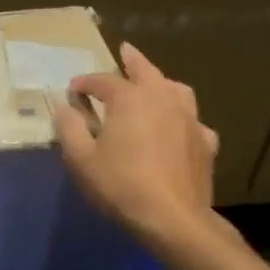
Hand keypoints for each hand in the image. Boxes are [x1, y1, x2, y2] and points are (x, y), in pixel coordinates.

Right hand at [54, 43, 223, 247]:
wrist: (173, 219)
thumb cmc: (120, 184)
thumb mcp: (81, 158)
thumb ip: (69, 128)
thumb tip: (64, 108)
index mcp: (130, 98)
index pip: (102, 81)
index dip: (84, 84)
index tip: (72, 91)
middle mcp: (162, 99)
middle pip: (146, 71)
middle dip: (132, 60)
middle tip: (125, 51)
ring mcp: (189, 119)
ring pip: (177, 90)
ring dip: (162, 83)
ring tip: (155, 84)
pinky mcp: (205, 143)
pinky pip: (194, 121)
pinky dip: (182, 118)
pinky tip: (179, 128)